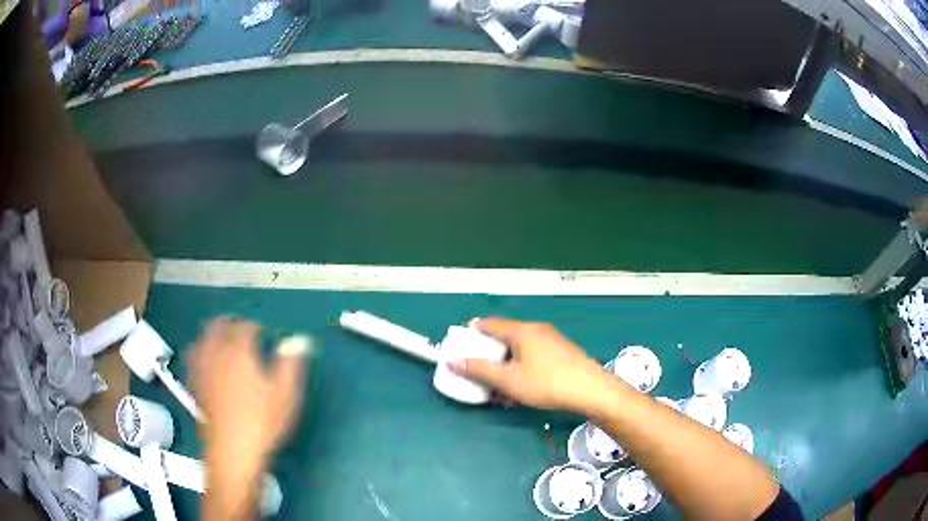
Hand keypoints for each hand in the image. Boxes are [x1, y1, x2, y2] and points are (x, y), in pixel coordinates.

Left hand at [188, 318, 310, 469]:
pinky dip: (200, 351)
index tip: (265, 333)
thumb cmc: (262, 423)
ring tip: (221, 338)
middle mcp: (217, 355)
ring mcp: (203, 370)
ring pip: (203, 339)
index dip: (256, 327)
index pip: (245, 327)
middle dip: (230, 323)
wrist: (232, 452)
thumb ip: (291, 363)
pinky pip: (193, 358)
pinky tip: (205, 360)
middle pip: (218, 327)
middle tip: (241, 328)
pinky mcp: (195, 385)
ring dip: (212, 334)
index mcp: (239, 352)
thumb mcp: (285, 394)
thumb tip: (298, 340)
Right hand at [450, 318, 619, 413]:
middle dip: (489, 350)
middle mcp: (536, 329)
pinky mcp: (562, 352)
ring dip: (506, 360)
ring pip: (520, 346)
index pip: (489, 324)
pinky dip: (522, 364)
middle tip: (478, 366)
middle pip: (505, 334)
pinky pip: (534, 353)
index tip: (461, 344)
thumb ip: (480, 370)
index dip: (472, 333)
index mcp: (521, 331)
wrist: (591, 390)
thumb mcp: (509, 381)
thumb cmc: (546, 383)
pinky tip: (522, 384)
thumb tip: (453, 361)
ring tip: (498, 380)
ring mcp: (551, 339)